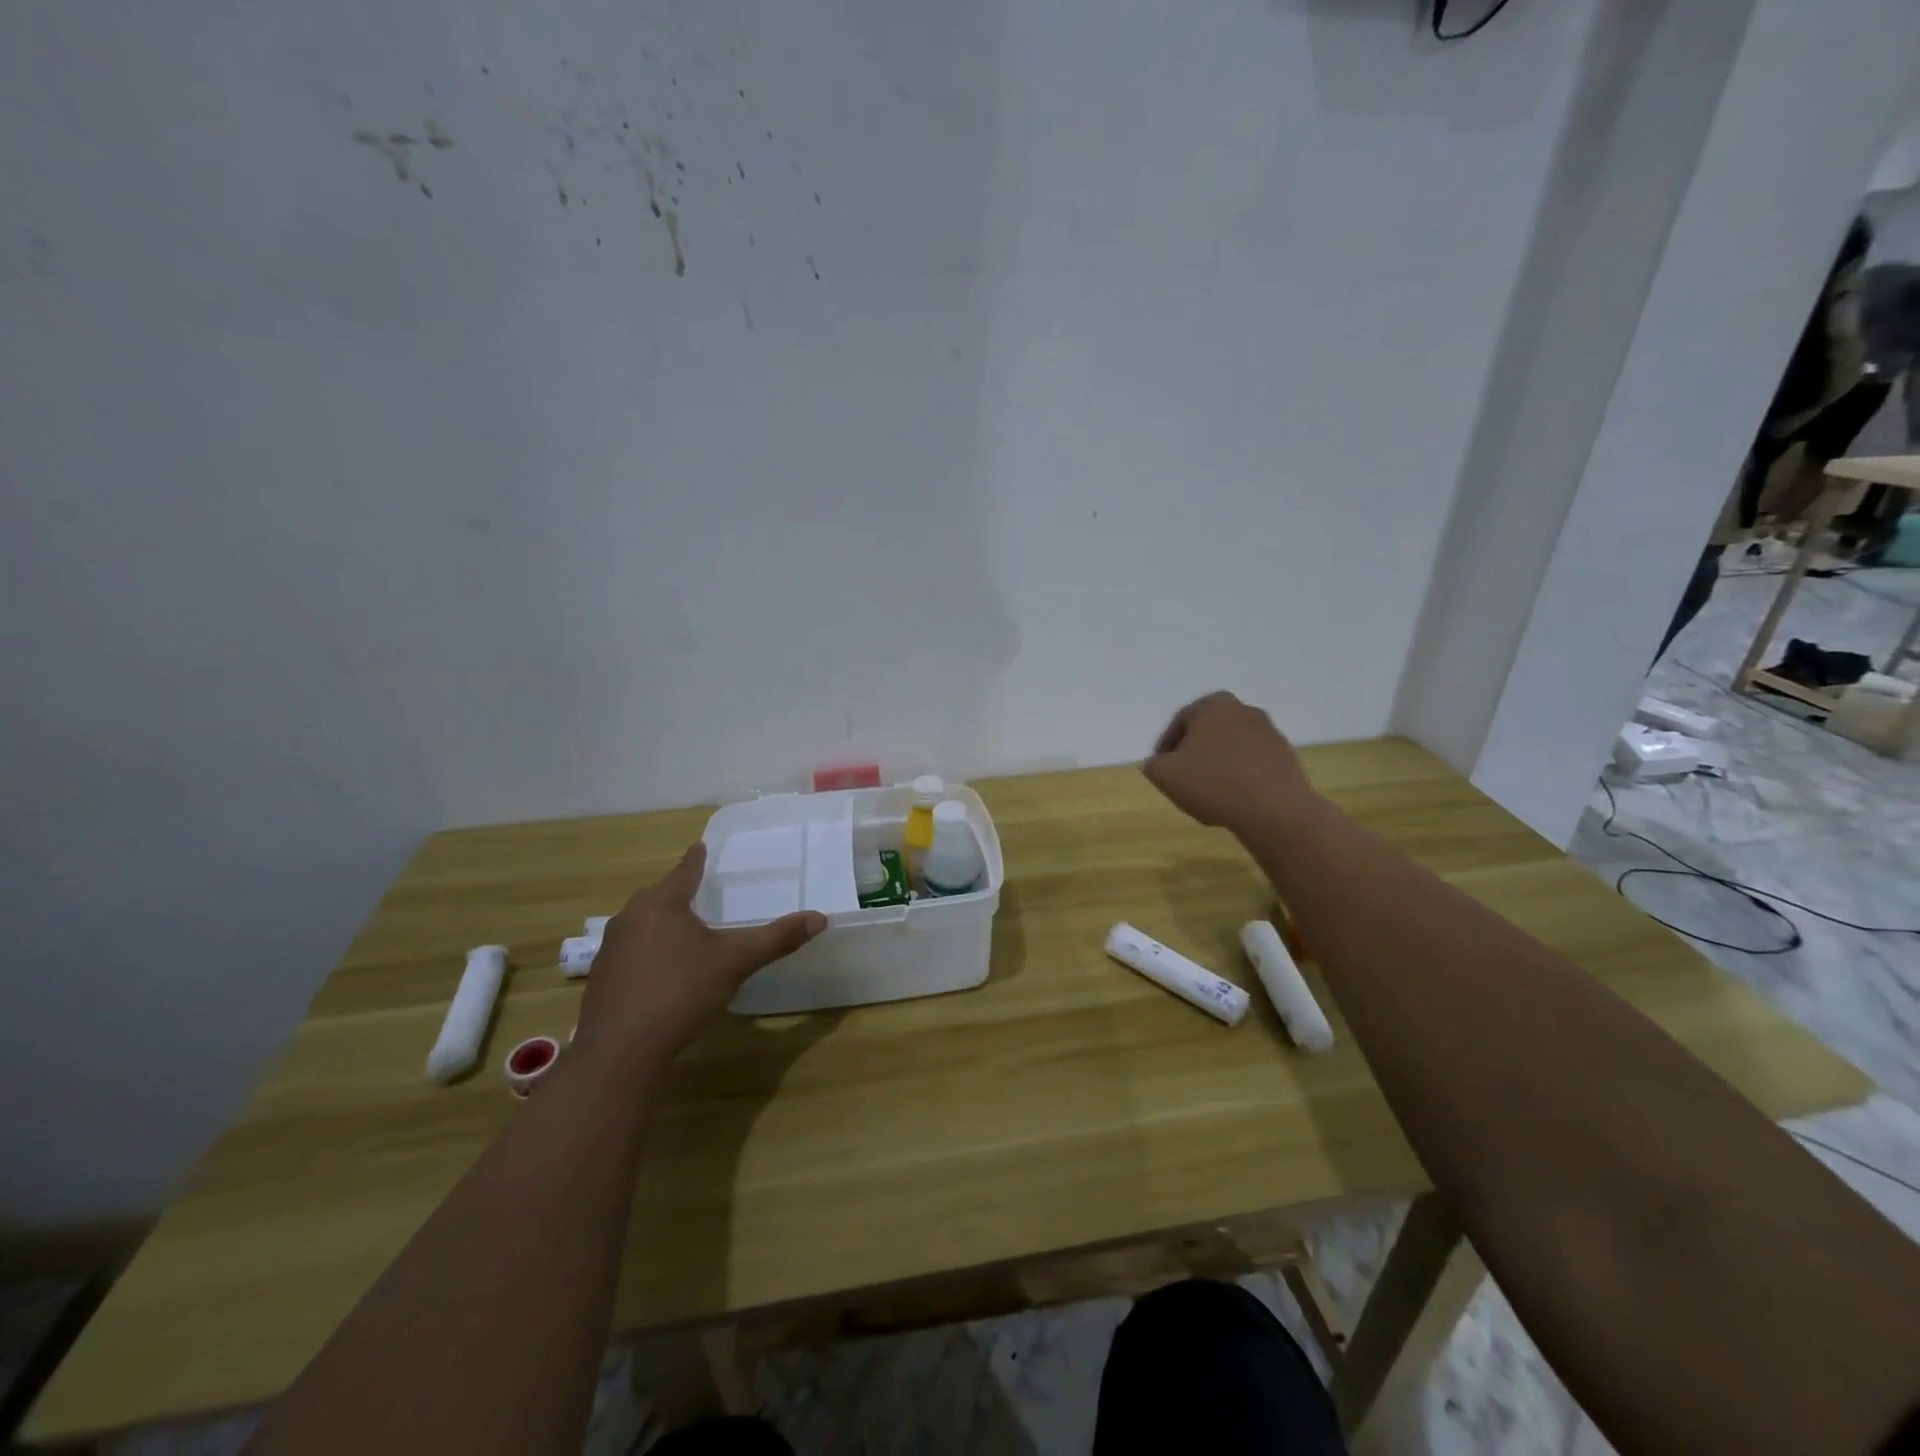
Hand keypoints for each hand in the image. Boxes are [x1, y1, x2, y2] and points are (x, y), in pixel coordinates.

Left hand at [574, 843, 825, 1067]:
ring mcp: (611, 950)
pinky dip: (651, 952)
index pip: (684, 871)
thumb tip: (820, 918)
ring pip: (644, 925)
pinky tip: (665, 972)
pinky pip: (633, 952)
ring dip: (664, 925)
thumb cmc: (679, 992)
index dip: (696, 859)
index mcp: (660, 904)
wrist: (620, 1052)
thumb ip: (775, 939)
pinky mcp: (602, 980)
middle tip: (702, 891)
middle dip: (680, 893)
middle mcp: (629, 918)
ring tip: (687, 931)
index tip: (700, 846)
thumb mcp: (734, 962)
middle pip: (660, 897)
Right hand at [1142, 691, 1322, 838]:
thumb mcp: (1165, 775)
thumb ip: (1153, 764)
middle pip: (1208, 731)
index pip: (1179, 722)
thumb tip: (1158, 763)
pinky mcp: (1286, 755)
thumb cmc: (1213, 783)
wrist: (1275, 810)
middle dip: (1194, 752)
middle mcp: (1243, 710)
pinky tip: (1233, 797)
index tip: (1160, 768)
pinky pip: (1252, 761)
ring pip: (1231, 746)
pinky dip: (1240, 774)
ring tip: (1208, 791)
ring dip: (1218, 763)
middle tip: (1183, 777)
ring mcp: (1269, 731)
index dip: (1165, 747)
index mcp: (1213, 705)